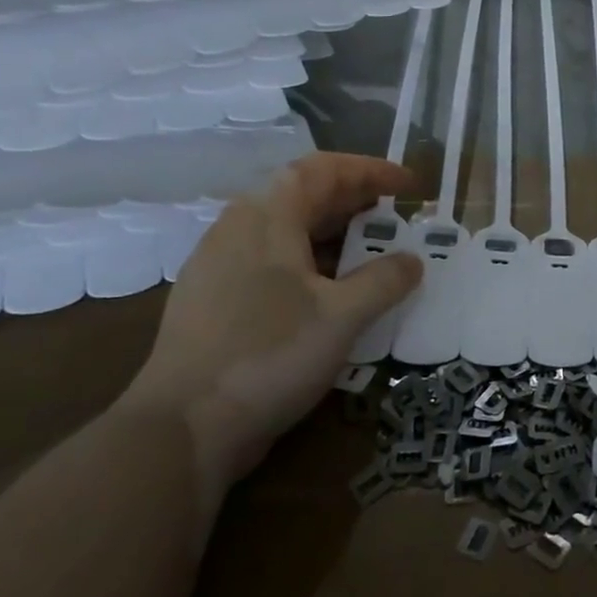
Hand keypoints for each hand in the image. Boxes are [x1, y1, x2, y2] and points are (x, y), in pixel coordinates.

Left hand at [121, 153, 421, 500]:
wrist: (183, 427)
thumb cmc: (269, 354)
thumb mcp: (342, 316)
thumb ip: (384, 281)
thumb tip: (413, 260)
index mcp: (266, 219)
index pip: (321, 170)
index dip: (369, 170)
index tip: (408, 185)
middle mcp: (237, 230)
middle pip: (300, 195)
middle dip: (352, 198)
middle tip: (393, 215)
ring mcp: (217, 266)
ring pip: (283, 229)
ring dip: (330, 230)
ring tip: (368, 249)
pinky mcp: (211, 300)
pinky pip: (269, 259)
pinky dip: (308, 259)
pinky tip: (327, 290)